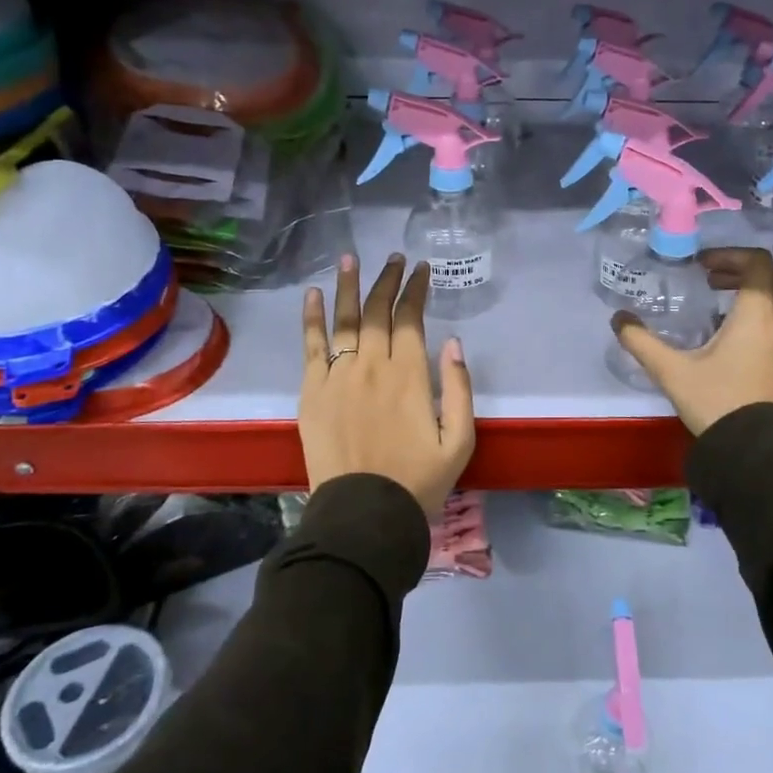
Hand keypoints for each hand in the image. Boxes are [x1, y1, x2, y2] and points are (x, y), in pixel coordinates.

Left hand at [299, 254, 475, 515]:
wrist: (364, 514)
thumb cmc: (418, 480)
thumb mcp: (459, 440)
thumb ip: (460, 388)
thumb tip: (453, 342)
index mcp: (410, 376)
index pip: (410, 319)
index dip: (415, 290)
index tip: (420, 269)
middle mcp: (372, 366)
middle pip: (377, 311)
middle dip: (387, 280)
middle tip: (393, 258)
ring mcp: (338, 376)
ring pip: (344, 320)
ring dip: (349, 286)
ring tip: (350, 258)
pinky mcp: (312, 391)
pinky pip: (311, 346)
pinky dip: (312, 317)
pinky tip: (314, 294)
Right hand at [611, 247, 772, 433]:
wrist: (759, 452)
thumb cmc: (717, 402)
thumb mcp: (672, 371)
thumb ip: (641, 341)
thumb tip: (618, 319)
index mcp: (757, 314)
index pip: (758, 262)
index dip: (730, 255)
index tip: (703, 267)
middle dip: (745, 271)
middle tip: (713, 281)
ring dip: (757, 293)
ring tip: (722, 309)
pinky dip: (765, 316)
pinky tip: (736, 339)